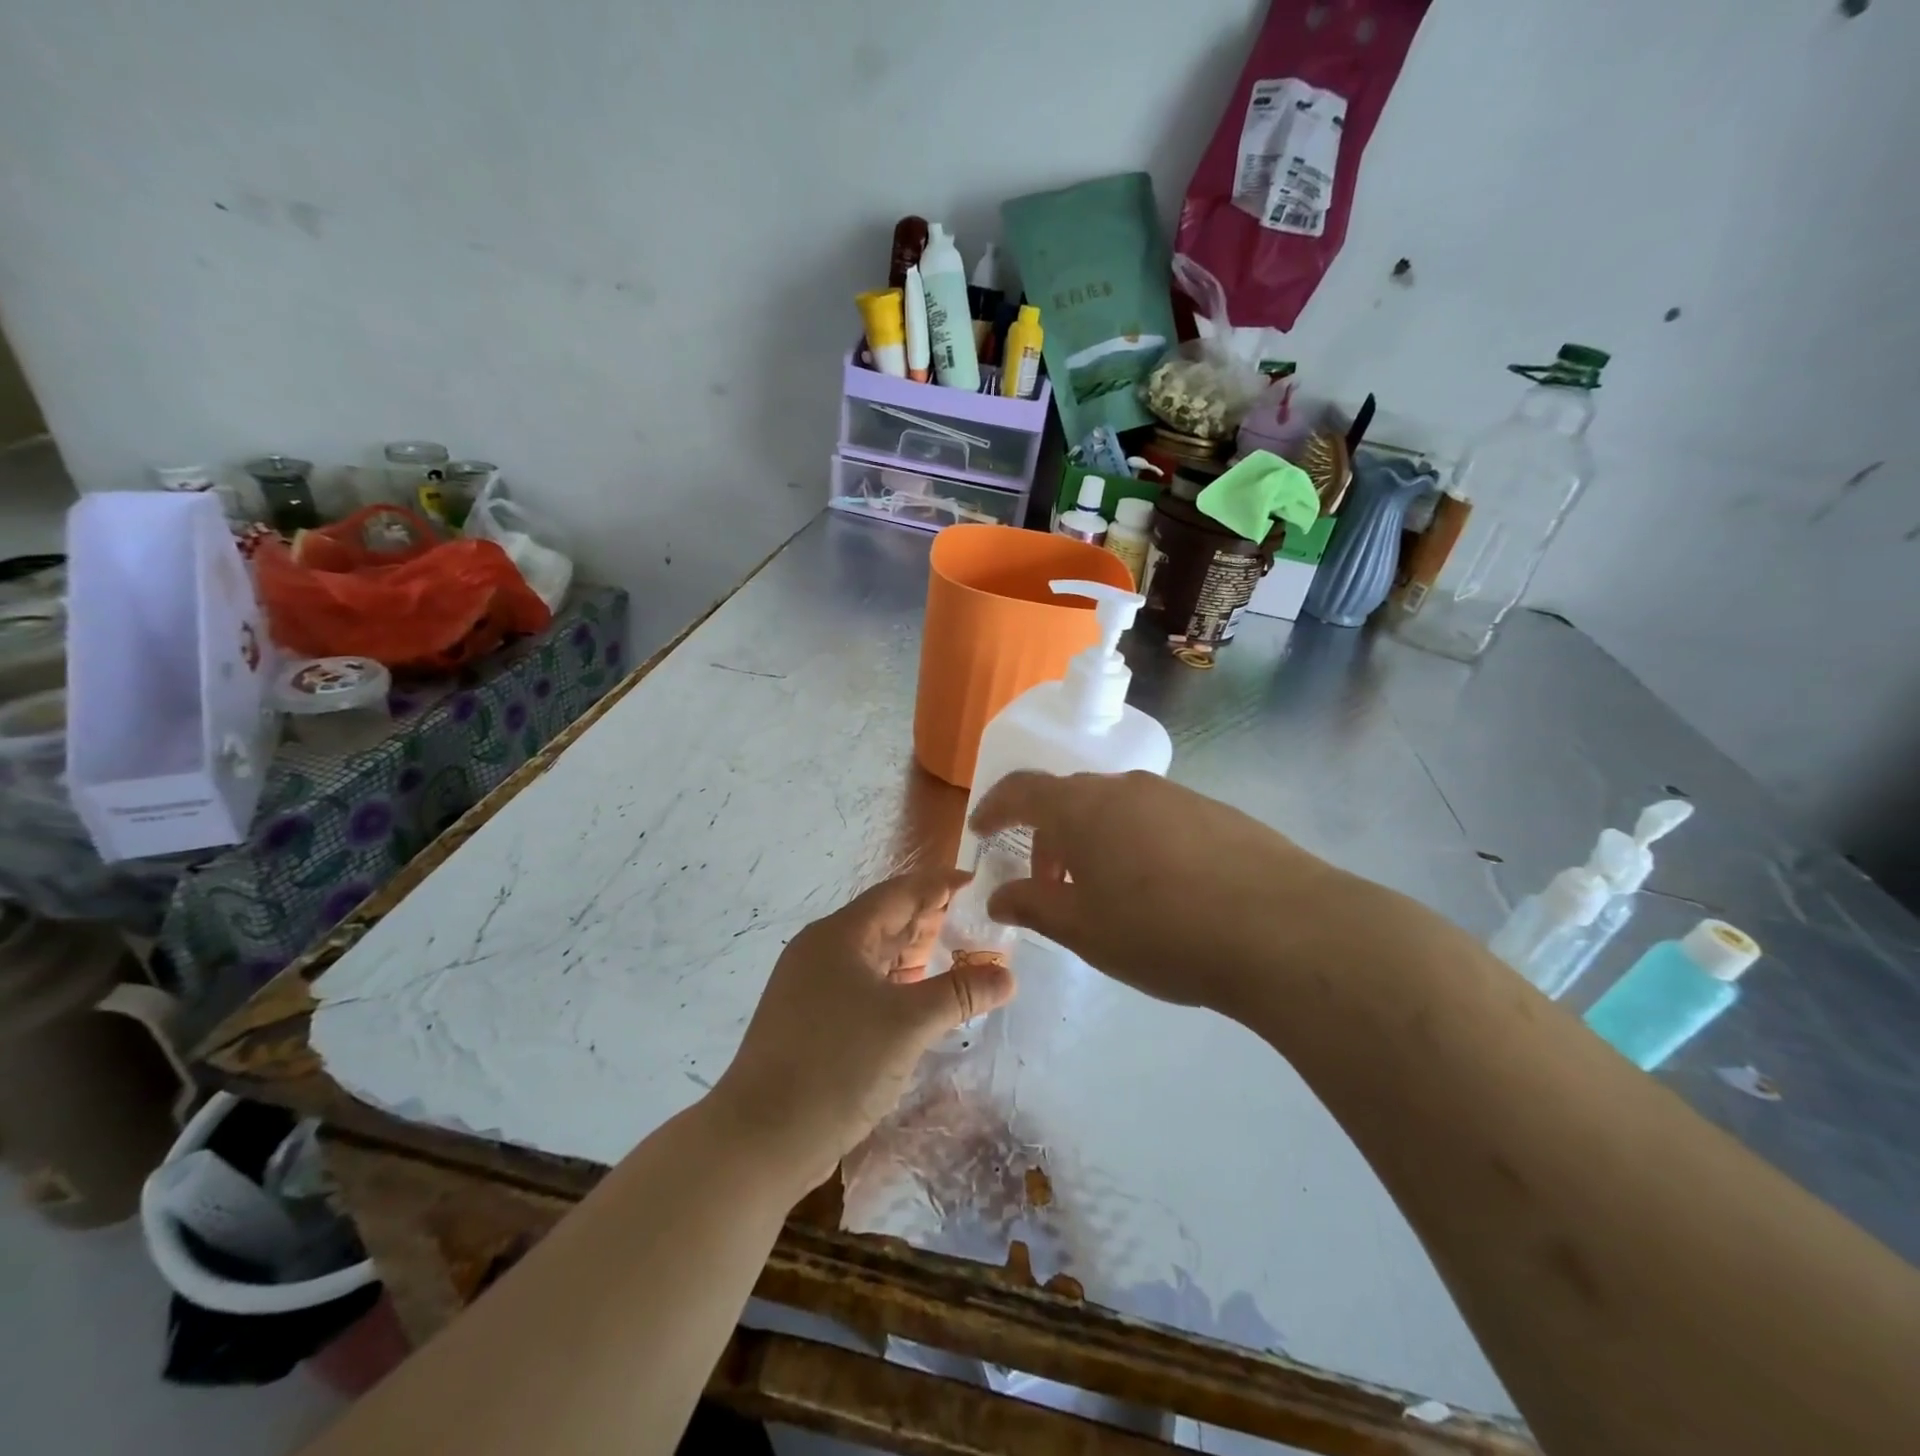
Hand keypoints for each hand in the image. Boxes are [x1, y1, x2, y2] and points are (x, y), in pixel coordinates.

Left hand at [711, 870, 1017, 1187]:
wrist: (759, 1141)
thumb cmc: (836, 1066)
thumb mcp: (908, 1024)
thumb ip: (960, 993)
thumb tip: (1008, 975)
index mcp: (839, 935)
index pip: (898, 892)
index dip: (938, 884)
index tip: (976, 881)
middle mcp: (822, 950)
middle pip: (884, 920)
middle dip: (929, 918)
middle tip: (976, 920)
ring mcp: (812, 986)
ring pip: (873, 955)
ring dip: (913, 953)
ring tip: (957, 953)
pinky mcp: (810, 1019)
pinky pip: (862, 984)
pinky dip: (895, 983)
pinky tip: (920, 996)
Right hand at [969, 771, 1344, 1020]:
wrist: (1284, 930)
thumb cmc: (1161, 931)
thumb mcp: (1084, 929)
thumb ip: (1033, 906)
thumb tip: (997, 896)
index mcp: (1082, 808)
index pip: (1021, 790)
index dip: (994, 808)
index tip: (980, 832)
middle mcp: (1125, 788)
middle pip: (1069, 801)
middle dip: (1047, 839)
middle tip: (1046, 887)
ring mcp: (1174, 795)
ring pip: (1114, 810)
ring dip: (1093, 844)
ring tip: (1103, 894)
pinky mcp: (1215, 812)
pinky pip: (1155, 820)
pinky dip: (1135, 845)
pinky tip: (1158, 891)